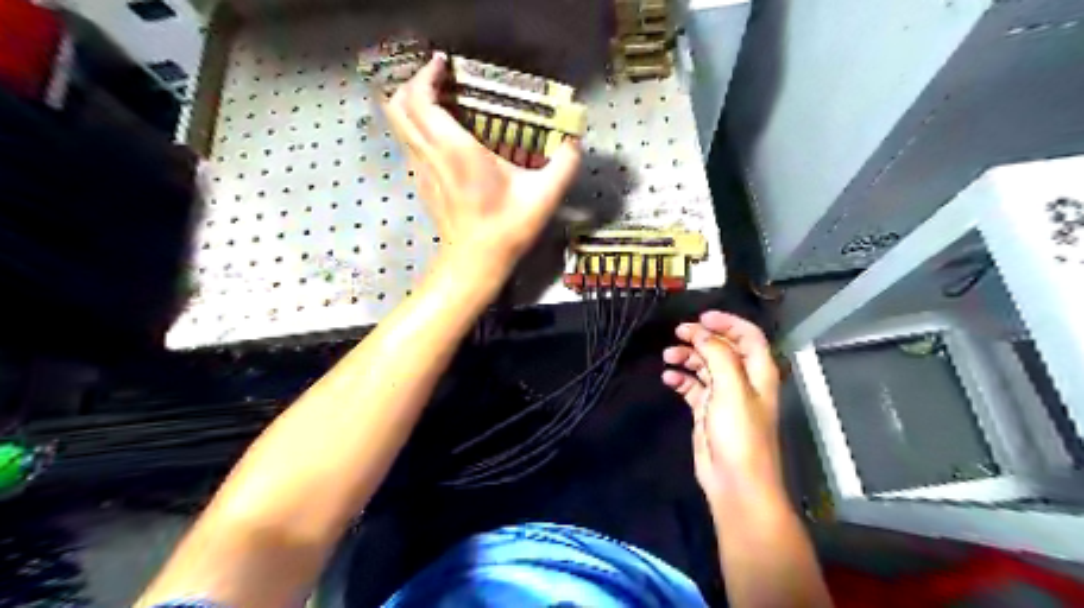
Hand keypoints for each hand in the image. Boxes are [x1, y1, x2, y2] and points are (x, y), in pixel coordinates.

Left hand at [382, 55, 579, 273]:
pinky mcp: (421, 183)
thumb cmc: (506, 228)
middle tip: (440, 80)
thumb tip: (575, 141)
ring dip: (412, 104)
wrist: (475, 262)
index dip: (426, 75)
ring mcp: (421, 170)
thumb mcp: (543, 196)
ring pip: (398, 125)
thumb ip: (564, 164)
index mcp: (456, 151)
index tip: (444, 64)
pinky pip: (409, 143)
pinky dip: (418, 127)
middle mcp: (431, 155)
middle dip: (412, 83)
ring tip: (439, 100)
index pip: (421, 100)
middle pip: (399, 106)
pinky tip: (443, 133)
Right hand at [660, 312, 778, 505]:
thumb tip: (702, 334)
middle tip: (678, 332)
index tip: (702, 317)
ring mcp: (724, 395)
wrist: (735, 482)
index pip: (748, 335)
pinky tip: (668, 378)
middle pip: (723, 348)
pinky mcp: (707, 410)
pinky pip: (692, 386)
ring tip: (668, 356)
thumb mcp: (732, 388)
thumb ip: (718, 355)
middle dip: (702, 337)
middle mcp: (742, 380)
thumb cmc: (740, 433)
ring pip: (705, 365)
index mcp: (758, 371)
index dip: (727, 322)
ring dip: (688, 357)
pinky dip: (680, 378)